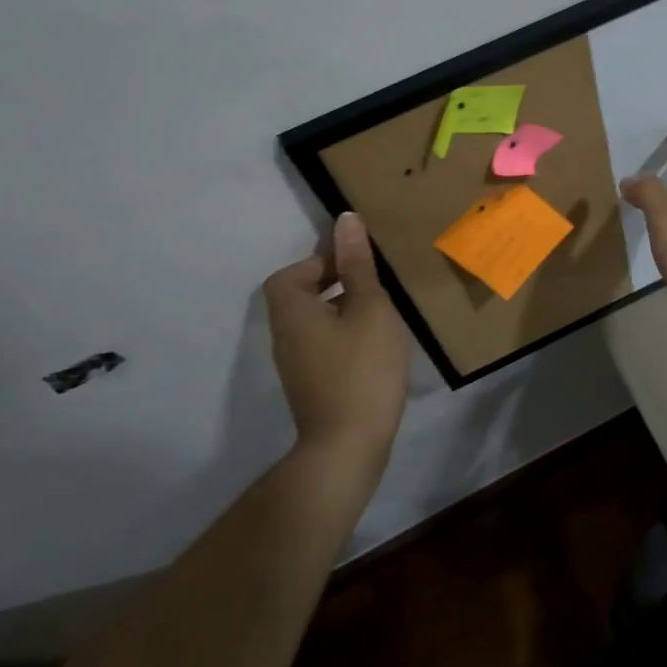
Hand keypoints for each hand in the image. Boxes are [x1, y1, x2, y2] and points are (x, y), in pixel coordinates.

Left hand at [262, 212, 409, 464]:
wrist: (348, 446)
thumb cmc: (361, 368)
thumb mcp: (369, 307)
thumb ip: (357, 265)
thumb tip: (345, 220)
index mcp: (292, 311)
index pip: (291, 273)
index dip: (320, 261)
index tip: (356, 263)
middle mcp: (285, 336)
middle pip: (300, 295)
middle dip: (335, 283)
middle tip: (374, 284)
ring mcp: (296, 365)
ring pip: (315, 321)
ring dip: (343, 310)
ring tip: (381, 311)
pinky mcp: (312, 385)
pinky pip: (324, 345)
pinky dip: (345, 335)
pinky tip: (375, 344)